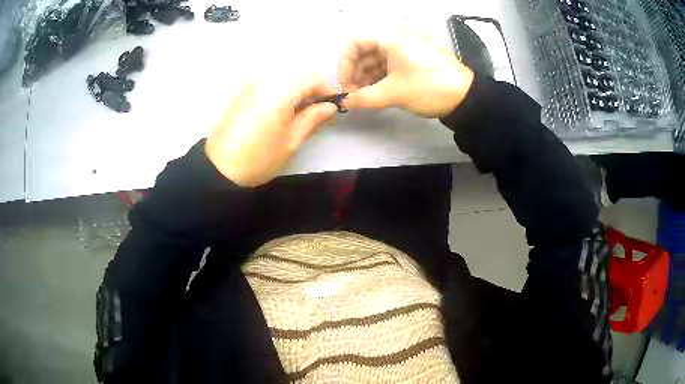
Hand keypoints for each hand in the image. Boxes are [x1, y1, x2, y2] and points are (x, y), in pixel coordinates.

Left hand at [205, 78, 337, 186]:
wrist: (219, 168)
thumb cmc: (260, 158)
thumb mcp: (292, 141)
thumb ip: (313, 118)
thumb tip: (330, 106)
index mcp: (280, 91)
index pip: (313, 78)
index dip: (328, 90)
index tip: (335, 106)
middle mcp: (265, 81)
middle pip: (298, 78)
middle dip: (313, 92)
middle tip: (320, 114)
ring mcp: (251, 86)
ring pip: (284, 82)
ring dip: (297, 94)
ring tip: (302, 116)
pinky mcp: (242, 94)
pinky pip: (269, 87)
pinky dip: (281, 95)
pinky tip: (282, 114)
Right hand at [338, 33, 474, 117]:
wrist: (466, 97)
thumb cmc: (428, 88)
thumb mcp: (394, 93)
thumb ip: (364, 98)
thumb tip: (344, 103)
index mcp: (391, 38)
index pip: (356, 42)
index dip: (345, 62)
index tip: (345, 84)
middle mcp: (397, 39)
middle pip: (365, 50)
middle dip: (355, 72)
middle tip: (354, 94)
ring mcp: (407, 49)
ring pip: (377, 58)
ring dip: (367, 76)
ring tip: (365, 96)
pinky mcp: (414, 60)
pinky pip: (390, 64)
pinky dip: (380, 77)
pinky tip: (377, 92)